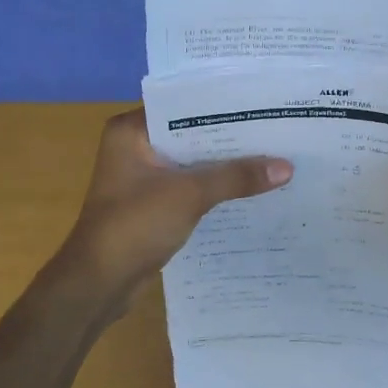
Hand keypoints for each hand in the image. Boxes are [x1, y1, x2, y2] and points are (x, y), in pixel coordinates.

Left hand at [60, 109, 292, 300]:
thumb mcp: (189, 194)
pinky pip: (190, 187)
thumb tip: (287, 167)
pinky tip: (250, 190)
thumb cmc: (135, 225)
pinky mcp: (152, 204)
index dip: (223, 106)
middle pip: (191, 135)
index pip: (184, 105)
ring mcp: (142, 177)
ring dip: (224, 166)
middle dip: (230, 138)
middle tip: (277, 130)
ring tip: (273, 157)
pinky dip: (214, 189)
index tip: (262, 104)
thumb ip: (236, 177)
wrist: (99, 282)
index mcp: (131, 130)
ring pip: (192, 163)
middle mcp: (135, 147)